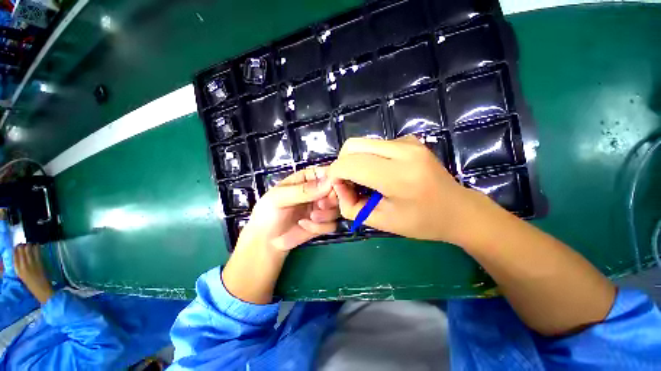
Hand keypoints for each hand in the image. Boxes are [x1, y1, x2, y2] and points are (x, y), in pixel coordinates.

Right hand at [14, 243, 53, 303]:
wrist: (41, 290)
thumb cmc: (32, 283)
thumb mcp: (22, 275)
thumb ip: (20, 267)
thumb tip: (20, 257)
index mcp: (17, 270)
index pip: (14, 256)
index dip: (16, 249)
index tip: (18, 246)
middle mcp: (23, 265)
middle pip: (21, 250)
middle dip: (22, 245)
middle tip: (24, 244)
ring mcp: (31, 263)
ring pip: (28, 249)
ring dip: (29, 245)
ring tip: (30, 244)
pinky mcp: (39, 263)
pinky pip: (37, 252)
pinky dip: (37, 247)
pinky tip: (37, 245)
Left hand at [238, 165, 338, 252]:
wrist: (265, 241)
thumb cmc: (268, 212)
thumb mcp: (280, 197)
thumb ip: (304, 191)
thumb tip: (329, 183)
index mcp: (307, 179)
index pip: (327, 173)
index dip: (333, 179)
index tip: (333, 187)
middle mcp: (317, 192)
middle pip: (337, 191)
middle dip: (331, 199)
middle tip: (320, 205)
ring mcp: (321, 209)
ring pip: (337, 208)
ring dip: (326, 214)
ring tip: (310, 217)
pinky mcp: (322, 224)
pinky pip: (332, 224)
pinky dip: (320, 226)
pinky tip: (304, 226)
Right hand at [329, 136, 486, 244]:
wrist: (459, 210)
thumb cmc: (422, 222)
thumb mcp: (382, 222)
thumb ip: (352, 206)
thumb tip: (338, 187)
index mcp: (397, 176)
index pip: (349, 164)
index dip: (335, 175)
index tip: (339, 189)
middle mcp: (403, 151)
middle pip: (352, 146)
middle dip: (342, 165)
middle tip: (349, 184)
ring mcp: (408, 142)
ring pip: (362, 143)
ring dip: (354, 161)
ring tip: (364, 180)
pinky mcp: (410, 140)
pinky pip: (375, 144)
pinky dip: (368, 157)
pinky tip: (379, 172)